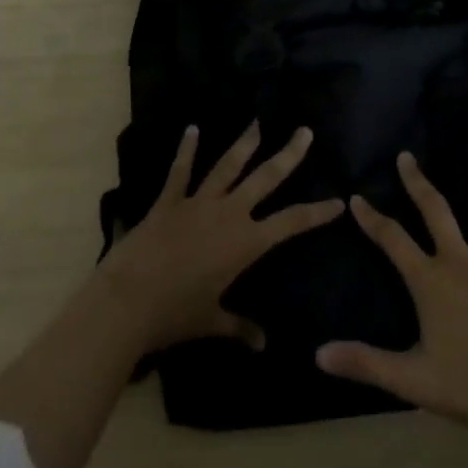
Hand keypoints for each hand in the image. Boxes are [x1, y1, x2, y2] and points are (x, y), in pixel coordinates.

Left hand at [96, 122, 344, 355]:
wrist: (129, 300)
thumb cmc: (175, 314)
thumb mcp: (211, 321)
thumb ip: (239, 327)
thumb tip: (262, 344)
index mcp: (245, 242)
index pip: (291, 223)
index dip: (317, 212)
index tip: (338, 202)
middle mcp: (228, 213)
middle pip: (265, 178)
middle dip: (288, 155)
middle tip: (304, 132)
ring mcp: (198, 202)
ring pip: (228, 166)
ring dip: (244, 143)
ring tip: (258, 122)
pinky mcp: (170, 200)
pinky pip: (181, 170)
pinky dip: (186, 149)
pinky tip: (192, 129)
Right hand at [316, 142, 467, 434]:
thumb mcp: (412, 380)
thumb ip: (365, 363)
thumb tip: (319, 354)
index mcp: (430, 280)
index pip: (392, 240)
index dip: (372, 219)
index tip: (357, 197)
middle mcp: (460, 260)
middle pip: (435, 210)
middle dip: (418, 182)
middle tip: (407, 156)